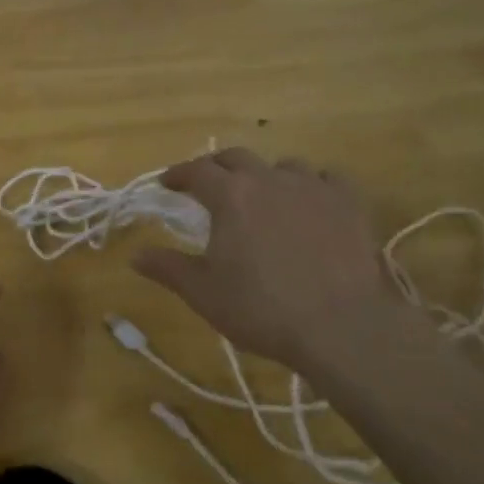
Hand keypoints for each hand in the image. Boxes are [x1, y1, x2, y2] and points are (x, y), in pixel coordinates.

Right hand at [133, 149, 427, 386]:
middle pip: (235, 157)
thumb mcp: (204, 293)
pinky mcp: (348, 202)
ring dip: (264, 175)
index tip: (167, 184)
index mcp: (229, 195)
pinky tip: (310, 201)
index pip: (195, 170)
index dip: (177, 175)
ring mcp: (312, 186)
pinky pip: (325, 178)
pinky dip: (310, 184)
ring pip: (281, 165)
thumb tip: (134, 255)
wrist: (343, 326)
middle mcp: (268, 178)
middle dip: (216, 168)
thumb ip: (167, 268)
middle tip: (207, 185)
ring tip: (261, 195)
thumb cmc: (263, 308)